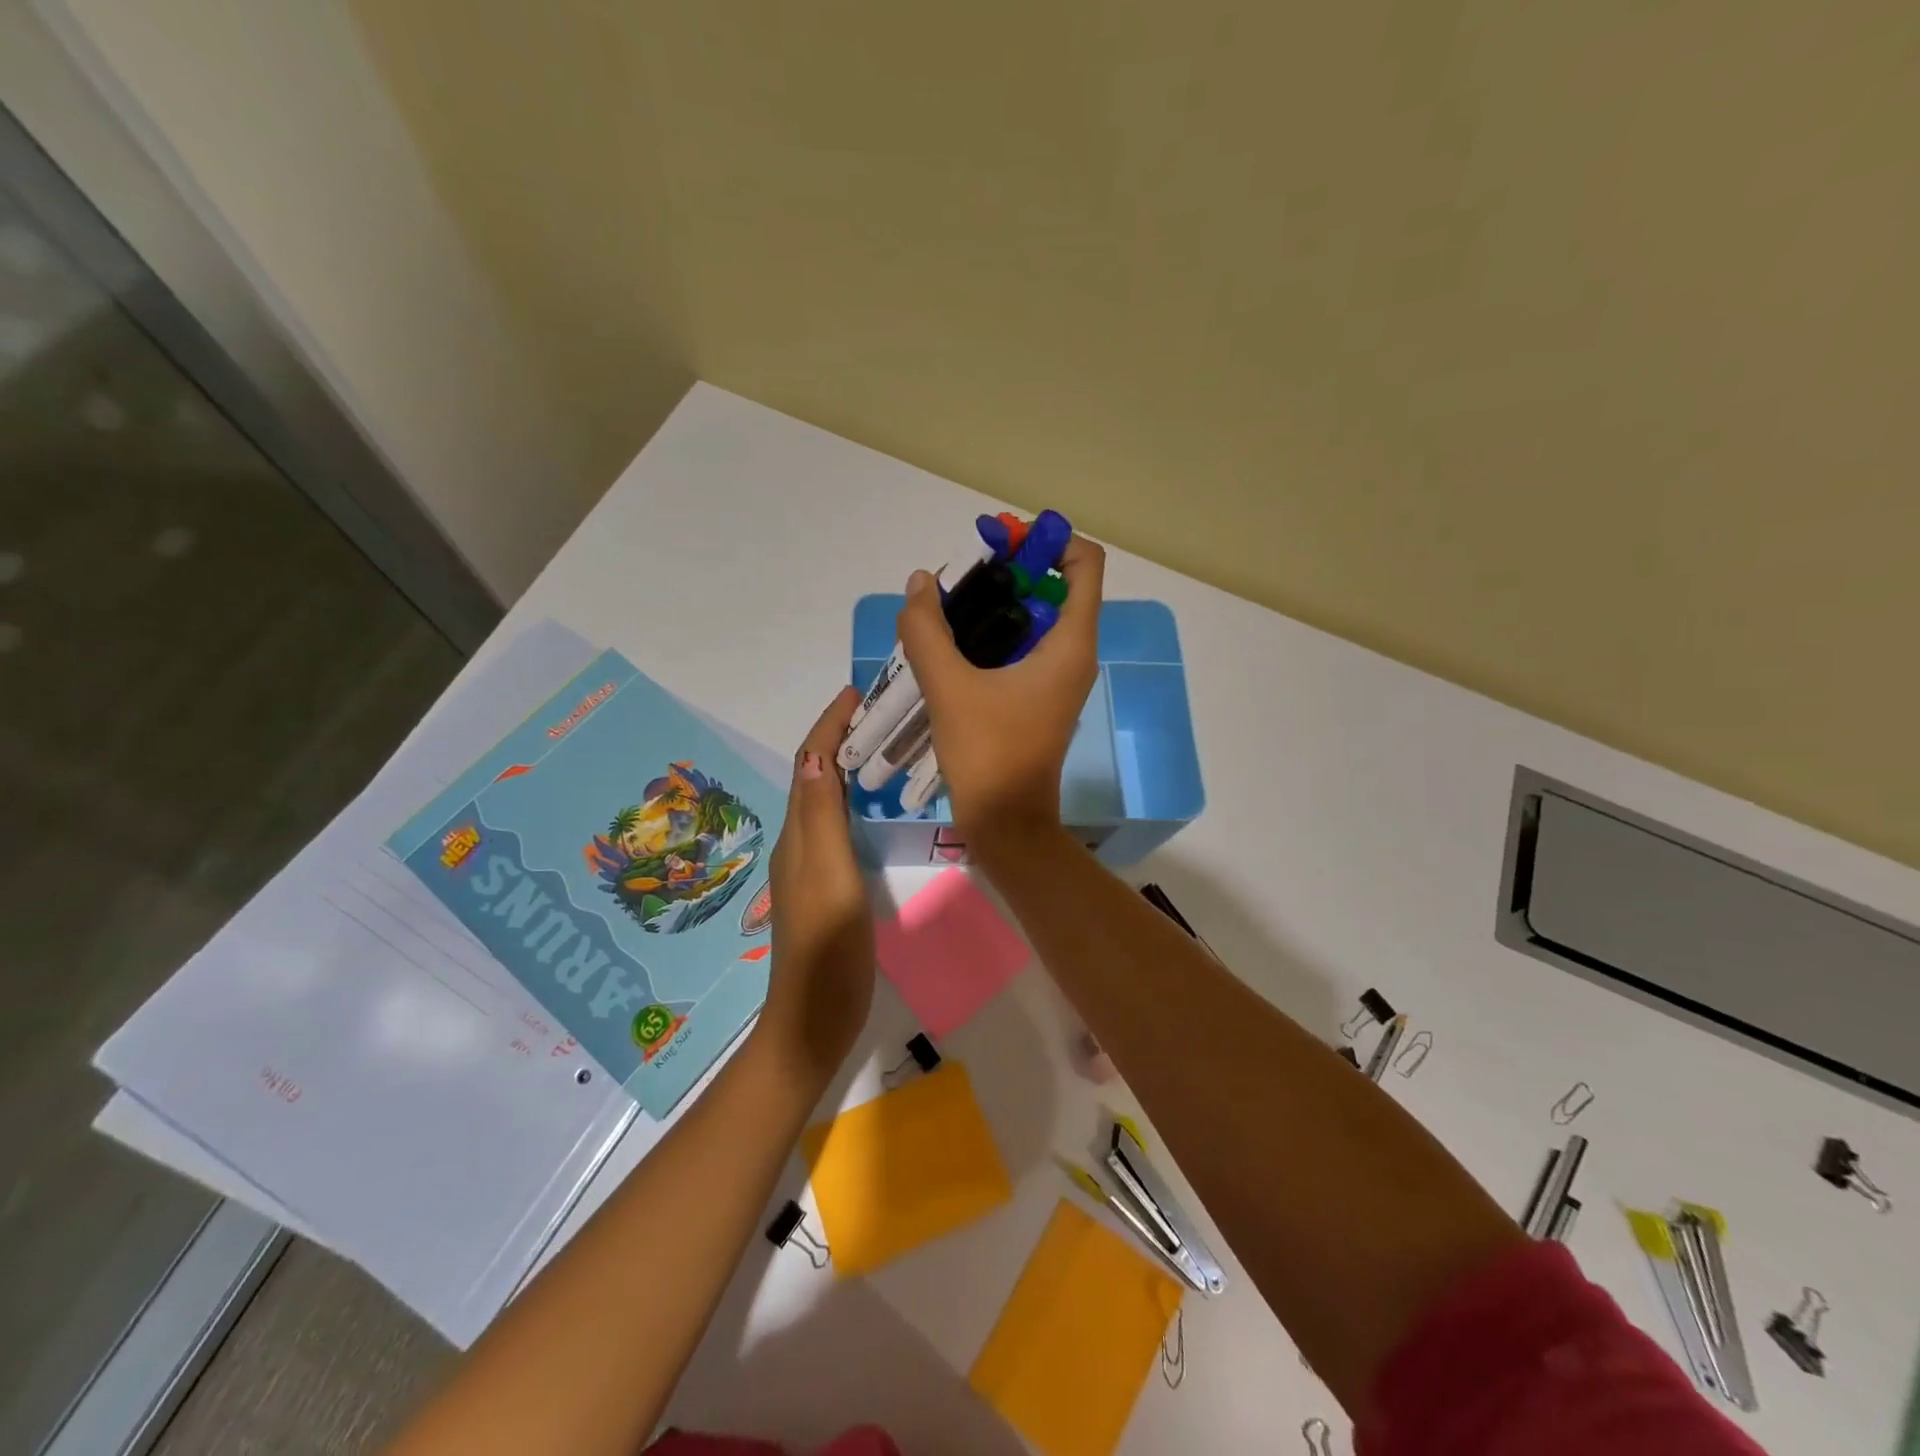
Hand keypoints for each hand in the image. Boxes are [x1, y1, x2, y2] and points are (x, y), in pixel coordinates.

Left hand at [759, 687, 875, 1084]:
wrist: (815, 1016)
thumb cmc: (827, 946)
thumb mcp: (828, 874)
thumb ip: (823, 817)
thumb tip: (818, 756)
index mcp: (798, 833)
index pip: (809, 763)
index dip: (828, 725)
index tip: (856, 692)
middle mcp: (800, 841)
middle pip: (816, 775)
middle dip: (840, 737)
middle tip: (881, 713)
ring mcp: (812, 865)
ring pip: (827, 800)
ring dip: (848, 767)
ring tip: (885, 747)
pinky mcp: (829, 885)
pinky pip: (838, 826)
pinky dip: (855, 802)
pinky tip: (878, 808)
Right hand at [895, 535, 1104, 850]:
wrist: (1005, 822)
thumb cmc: (988, 754)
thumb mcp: (949, 688)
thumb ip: (928, 630)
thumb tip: (920, 583)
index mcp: (1070, 643)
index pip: (1084, 562)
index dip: (1046, 541)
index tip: (997, 548)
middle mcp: (1073, 653)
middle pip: (1053, 584)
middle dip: (1006, 572)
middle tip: (957, 580)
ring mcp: (1057, 676)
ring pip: (1033, 616)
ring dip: (992, 604)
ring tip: (944, 610)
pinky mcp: (1038, 695)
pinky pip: (1021, 646)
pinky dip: (990, 634)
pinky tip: (949, 644)